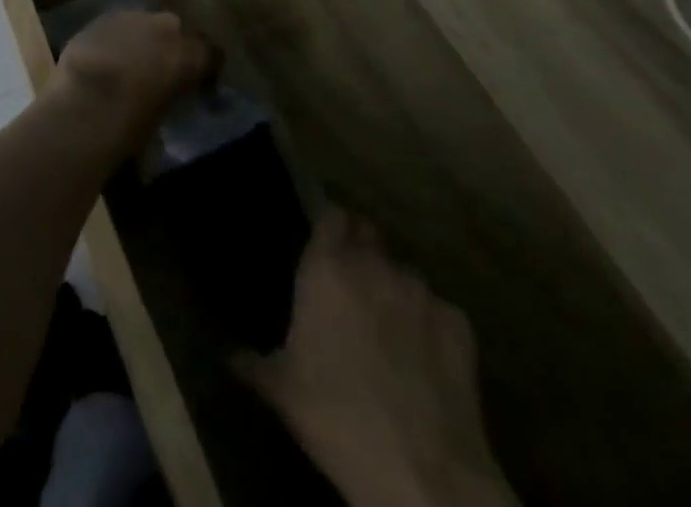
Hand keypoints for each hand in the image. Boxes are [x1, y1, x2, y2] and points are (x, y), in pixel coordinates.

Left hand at [51, 9, 215, 153]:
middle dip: (170, 46)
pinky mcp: (100, 19)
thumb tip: (169, 92)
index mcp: (189, 54)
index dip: (205, 67)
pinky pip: (116, 27)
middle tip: (160, 70)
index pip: (211, 53)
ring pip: (143, 24)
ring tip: (129, 64)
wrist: (84, 104)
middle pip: (175, 29)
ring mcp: (130, 17)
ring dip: (141, 39)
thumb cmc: (131, 124)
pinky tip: (104, 58)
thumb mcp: (165, 115)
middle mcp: (164, 27)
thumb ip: (174, 94)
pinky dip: (115, 39)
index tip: (199, 84)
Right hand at [236, 210, 516, 506]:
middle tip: (350, 281)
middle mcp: (374, 265)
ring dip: (394, 287)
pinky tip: (425, 356)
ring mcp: (422, 293)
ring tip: (388, 323)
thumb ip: (253, 362)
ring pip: (405, 272)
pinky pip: (440, 310)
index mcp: (326, 267)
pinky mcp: (460, 327)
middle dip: (361, 248)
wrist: (424, 476)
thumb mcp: (280, 390)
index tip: (321, 241)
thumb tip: (230, 356)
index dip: (328, 224)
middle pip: (369, 233)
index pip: (331, 214)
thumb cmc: (337, 417)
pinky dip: (430, 324)